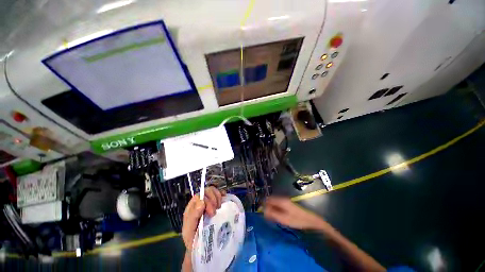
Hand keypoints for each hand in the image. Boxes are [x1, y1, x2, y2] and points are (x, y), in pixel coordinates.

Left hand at [182, 187, 224, 248]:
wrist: (199, 246)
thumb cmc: (193, 238)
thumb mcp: (189, 230)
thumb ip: (193, 216)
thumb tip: (202, 202)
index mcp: (192, 207)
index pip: (200, 196)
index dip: (207, 201)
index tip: (212, 213)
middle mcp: (199, 201)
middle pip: (207, 191)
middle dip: (213, 199)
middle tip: (216, 211)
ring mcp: (208, 201)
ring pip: (213, 190)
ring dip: (218, 197)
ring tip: (219, 207)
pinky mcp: (215, 203)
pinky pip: (219, 193)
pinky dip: (222, 194)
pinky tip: (224, 198)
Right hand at [264, 196, 327, 229]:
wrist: (310, 220)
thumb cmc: (297, 220)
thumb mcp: (283, 218)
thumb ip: (272, 214)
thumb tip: (263, 211)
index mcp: (281, 200)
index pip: (268, 199)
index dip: (264, 205)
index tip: (262, 213)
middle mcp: (282, 199)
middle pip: (271, 201)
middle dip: (268, 208)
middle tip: (267, 217)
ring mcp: (285, 201)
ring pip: (274, 203)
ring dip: (272, 209)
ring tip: (272, 218)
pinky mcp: (288, 205)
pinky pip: (278, 206)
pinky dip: (276, 210)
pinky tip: (277, 217)